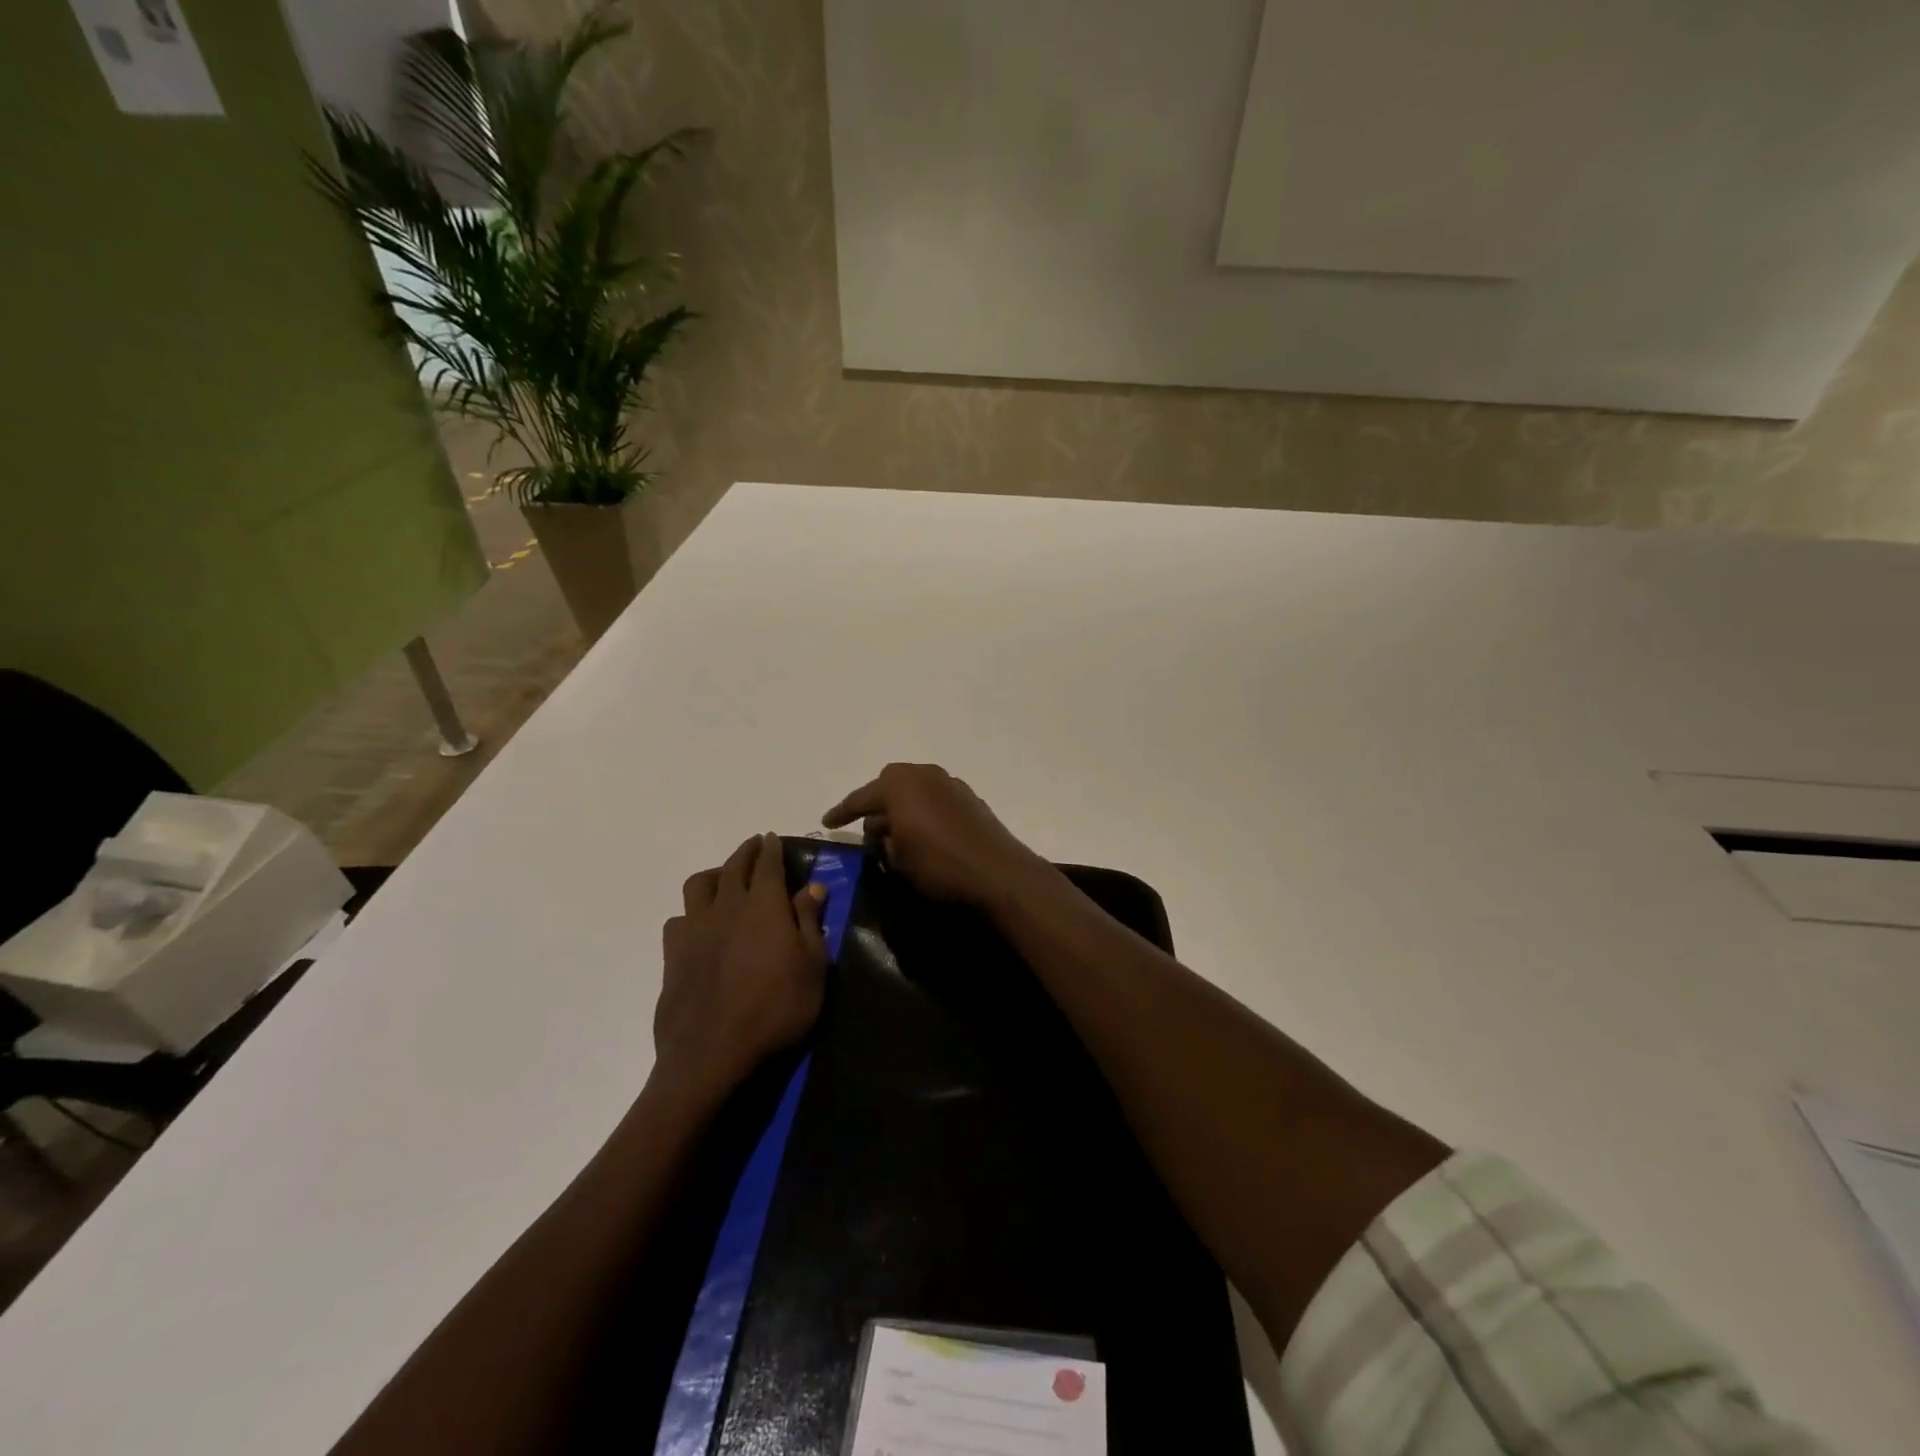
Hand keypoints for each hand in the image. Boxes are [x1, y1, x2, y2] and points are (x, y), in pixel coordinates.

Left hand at [655, 833, 827, 1101]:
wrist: (712, 1054)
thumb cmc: (776, 1009)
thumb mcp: (813, 967)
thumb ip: (810, 922)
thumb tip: (811, 887)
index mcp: (764, 905)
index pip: (767, 863)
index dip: (771, 848)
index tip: (773, 838)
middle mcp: (726, 906)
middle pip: (733, 866)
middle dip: (746, 852)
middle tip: (754, 847)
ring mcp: (694, 929)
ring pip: (699, 885)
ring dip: (715, 875)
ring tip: (724, 881)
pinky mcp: (672, 955)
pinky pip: (678, 919)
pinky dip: (691, 914)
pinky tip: (699, 926)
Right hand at [822, 763, 1044, 906]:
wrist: (998, 872)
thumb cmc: (939, 866)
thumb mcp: (899, 859)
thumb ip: (885, 840)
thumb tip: (885, 833)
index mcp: (899, 785)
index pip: (861, 798)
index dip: (842, 811)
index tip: (827, 822)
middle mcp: (924, 775)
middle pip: (889, 783)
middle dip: (876, 803)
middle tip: (869, 829)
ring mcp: (950, 783)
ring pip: (915, 788)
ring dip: (902, 806)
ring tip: (896, 834)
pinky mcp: (969, 797)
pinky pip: (934, 797)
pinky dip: (923, 809)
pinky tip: (924, 832)